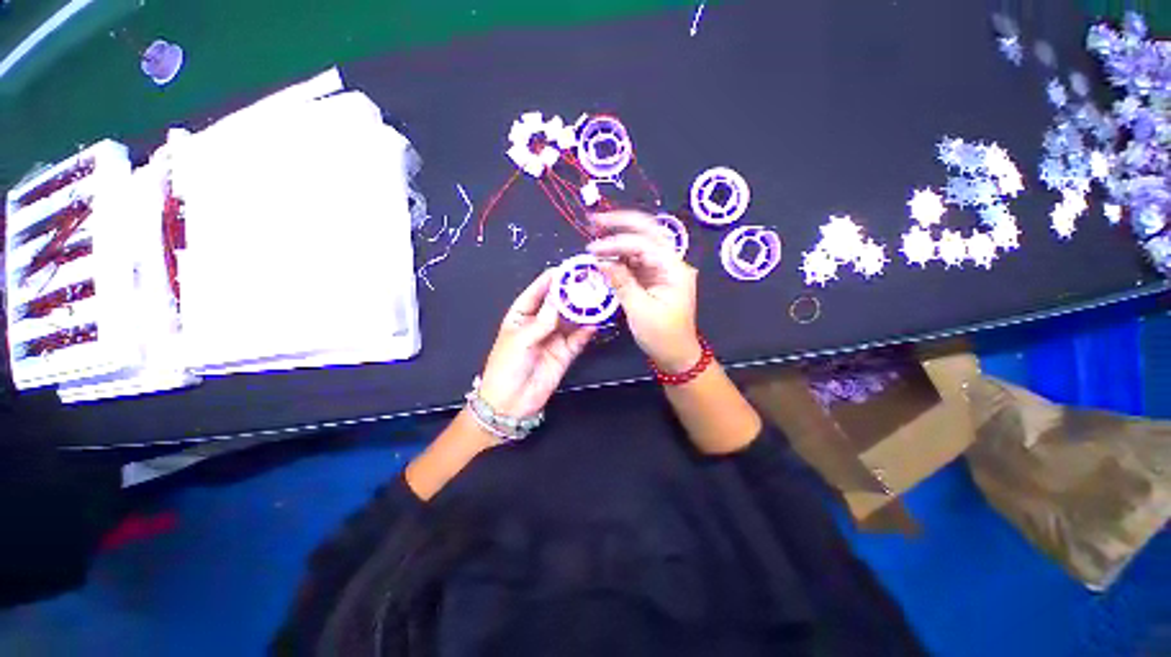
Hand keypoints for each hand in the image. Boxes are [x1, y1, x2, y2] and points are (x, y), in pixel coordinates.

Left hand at [478, 269, 596, 418]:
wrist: (511, 403)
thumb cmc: (506, 366)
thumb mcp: (520, 340)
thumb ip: (542, 321)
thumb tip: (558, 299)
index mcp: (521, 316)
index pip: (537, 293)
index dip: (550, 280)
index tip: (566, 269)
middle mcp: (539, 323)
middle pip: (558, 304)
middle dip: (571, 293)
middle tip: (588, 281)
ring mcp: (553, 338)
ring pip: (571, 320)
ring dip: (583, 310)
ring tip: (598, 298)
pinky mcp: (565, 353)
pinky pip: (578, 338)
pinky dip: (587, 331)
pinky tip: (597, 322)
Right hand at [588, 211, 702, 372]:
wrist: (676, 355)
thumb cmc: (662, 336)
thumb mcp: (640, 310)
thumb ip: (621, 282)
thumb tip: (602, 261)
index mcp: (674, 269)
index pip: (645, 244)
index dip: (617, 243)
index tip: (593, 249)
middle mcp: (670, 263)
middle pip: (648, 233)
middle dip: (622, 224)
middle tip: (595, 220)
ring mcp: (662, 270)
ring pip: (640, 245)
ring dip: (618, 239)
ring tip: (595, 236)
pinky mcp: (653, 278)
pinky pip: (636, 261)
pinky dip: (620, 257)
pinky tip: (605, 255)